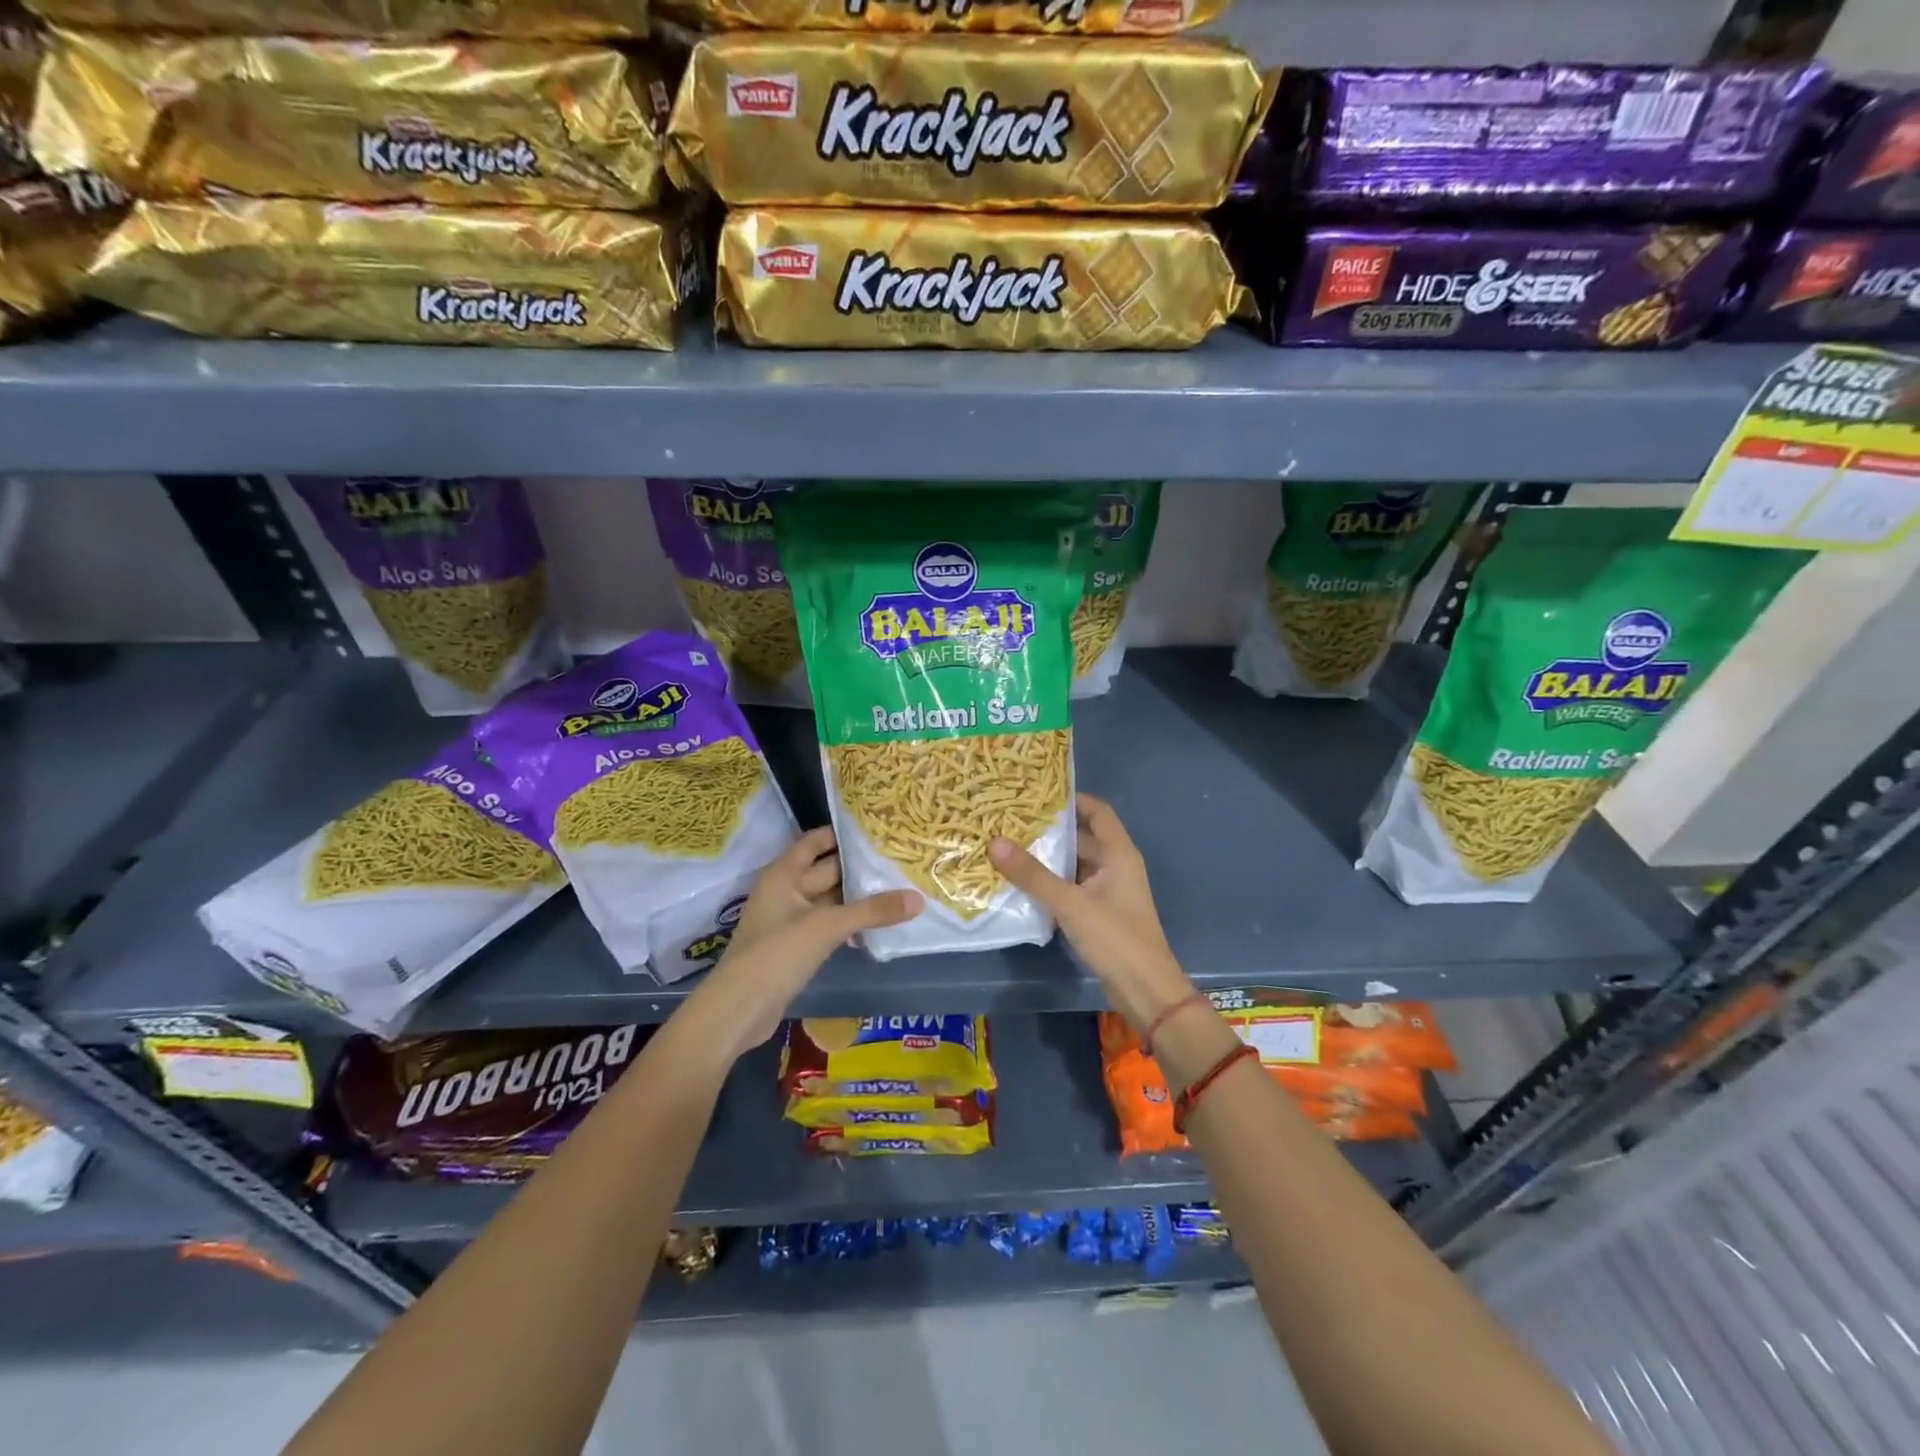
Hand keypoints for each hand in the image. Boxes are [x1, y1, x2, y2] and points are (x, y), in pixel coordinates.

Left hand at [693, 827, 920, 1058]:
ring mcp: (790, 920)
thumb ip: (872, 911)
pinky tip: (879, 925)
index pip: (816, 841)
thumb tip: (918, 899)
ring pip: (830, 899)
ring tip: (898, 887)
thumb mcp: (827, 926)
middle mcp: (786, 890)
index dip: (844, 833)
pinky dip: (850, 922)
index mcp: (784, 874)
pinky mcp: (797, 946)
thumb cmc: (777, 954)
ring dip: (858, 896)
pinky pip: (828, 924)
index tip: (880, 830)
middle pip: (827, 869)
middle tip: (899, 859)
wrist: (739, 1010)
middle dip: (859, 866)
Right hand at [988, 793, 1191, 1029]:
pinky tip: (1022, 883)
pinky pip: (1072, 887)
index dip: (1071, 799)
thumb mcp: (1069, 903)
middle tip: (1010, 821)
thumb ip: (1032, 874)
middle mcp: (1115, 865)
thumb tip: (994, 841)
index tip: (1036, 794)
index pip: (1096, 811)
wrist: (1145, 990)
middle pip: (1081, 837)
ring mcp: (1108, 890)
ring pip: (1074, 864)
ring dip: (1047, 858)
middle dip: (1049, 831)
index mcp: (1118, 853)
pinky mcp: (1100, 913)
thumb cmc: (1114, 937)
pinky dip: (1051, 882)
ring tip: (1008, 847)